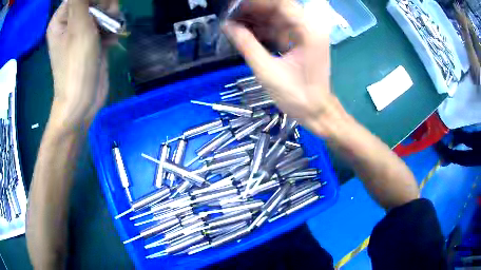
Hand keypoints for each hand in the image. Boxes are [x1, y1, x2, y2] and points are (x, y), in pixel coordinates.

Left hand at [47, 0, 117, 129]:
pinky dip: (112, 30)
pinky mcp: (93, 40)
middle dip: (106, 5)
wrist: (83, 100)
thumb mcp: (78, 26)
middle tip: (108, 18)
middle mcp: (71, 22)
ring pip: (104, 9)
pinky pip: (107, 24)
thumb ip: (80, 1)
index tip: (102, 5)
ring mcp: (82, 31)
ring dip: (112, 17)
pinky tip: (111, 42)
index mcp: (62, 18)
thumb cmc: (76, 65)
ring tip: (111, 32)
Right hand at [224, 0, 344, 136]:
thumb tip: (227, 26)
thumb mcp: (267, 71)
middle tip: (230, 14)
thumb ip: (247, 45)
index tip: (235, 6)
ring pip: (276, 17)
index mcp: (308, 31)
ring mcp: (304, 35)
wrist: (316, 112)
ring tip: (231, 22)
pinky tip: (244, 31)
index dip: (256, 3)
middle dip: (253, 9)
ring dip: (255, 18)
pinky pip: (277, 29)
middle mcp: (309, 28)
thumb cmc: (297, 96)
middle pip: (278, 8)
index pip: (281, 4)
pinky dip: (261, 29)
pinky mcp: (298, 42)